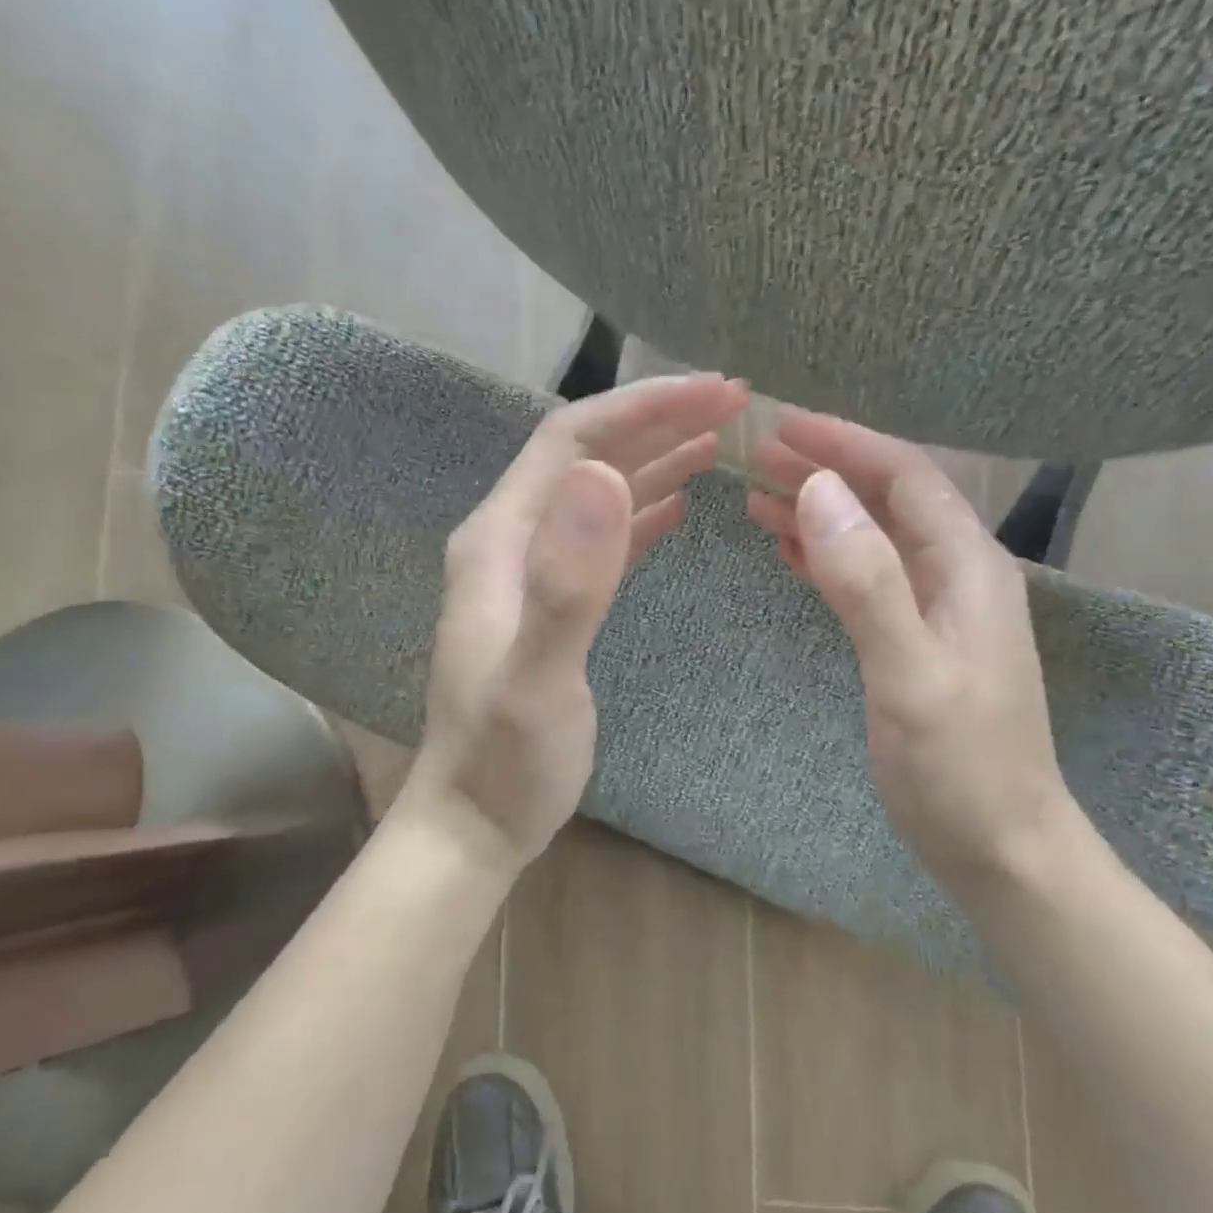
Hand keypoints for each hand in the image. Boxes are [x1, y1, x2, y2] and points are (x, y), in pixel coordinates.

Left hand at [403, 373, 748, 876]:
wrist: (476, 820)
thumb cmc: (507, 760)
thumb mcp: (538, 678)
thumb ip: (568, 582)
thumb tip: (604, 477)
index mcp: (501, 539)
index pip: (574, 439)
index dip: (645, 407)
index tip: (718, 393)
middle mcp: (511, 541)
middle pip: (588, 457)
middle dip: (660, 422)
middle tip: (736, 407)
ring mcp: (531, 573)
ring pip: (598, 494)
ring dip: (657, 461)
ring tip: (720, 443)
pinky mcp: (553, 604)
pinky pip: (602, 539)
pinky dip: (642, 513)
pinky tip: (678, 507)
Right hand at [747, 411, 1075, 893]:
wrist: (1002, 848)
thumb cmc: (961, 770)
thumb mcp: (911, 677)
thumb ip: (868, 584)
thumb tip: (820, 493)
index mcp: (968, 568)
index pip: (905, 477)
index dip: (844, 445)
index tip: (780, 427)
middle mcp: (959, 576)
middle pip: (888, 501)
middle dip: (825, 472)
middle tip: (755, 458)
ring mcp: (939, 611)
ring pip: (874, 539)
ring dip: (822, 514)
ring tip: (758, 499)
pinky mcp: (918, 643)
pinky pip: (870, 580)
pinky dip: (829, 559)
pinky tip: (793, 553)